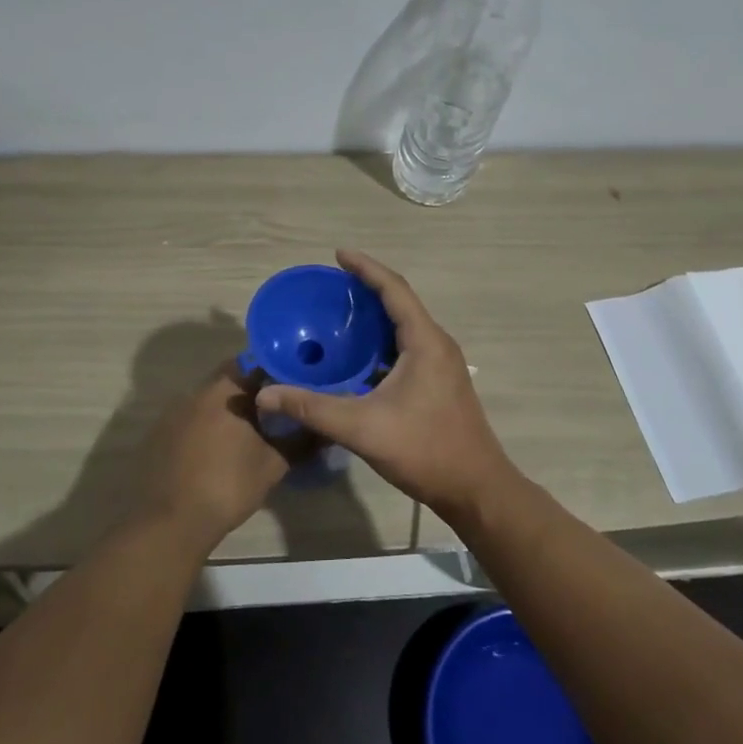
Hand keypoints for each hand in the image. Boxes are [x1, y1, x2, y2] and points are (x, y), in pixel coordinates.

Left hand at [135, 362, 293, 554]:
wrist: (171, 521)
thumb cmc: (228, 485)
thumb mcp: (273, 465)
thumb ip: (301, 442)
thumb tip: (325, 430)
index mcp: (227, 391)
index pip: (256, 364)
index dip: (276, 373)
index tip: (292, 385)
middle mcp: (198, 392)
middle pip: (231, 380)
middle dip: (252, 392)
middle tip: (275, 410)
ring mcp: (174, 412)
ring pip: (209, 400)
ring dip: (228, 409)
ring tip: (249, 431)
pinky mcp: (159, 434)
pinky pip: (190, 419)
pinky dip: (206, 427)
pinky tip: (217, 450)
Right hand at [255, 250, 517, 517]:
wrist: (476, 489)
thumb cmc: (424, 450)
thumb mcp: (362, 428)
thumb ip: (312, 408)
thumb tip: (266, 393)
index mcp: (425, 341)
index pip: (394, 289)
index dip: (366, 268)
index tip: (338, 254)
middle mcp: (437, 344)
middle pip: (400, 303)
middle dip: (367, 288)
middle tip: (331, 285)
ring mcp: (441, 364)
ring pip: (404, 327)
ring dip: (375, 317)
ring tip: (339, 314)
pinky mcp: (439, 383)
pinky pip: (407, 348)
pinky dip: (381, 342)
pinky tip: (357, 357)